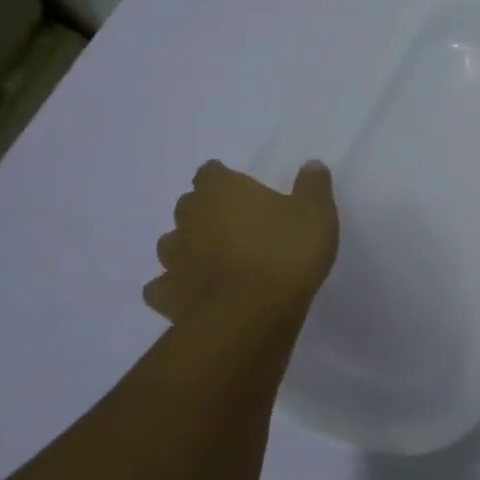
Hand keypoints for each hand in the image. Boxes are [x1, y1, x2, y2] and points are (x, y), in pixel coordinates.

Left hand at [144, 160, 338, 325]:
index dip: (225, 179)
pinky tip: (194, 292)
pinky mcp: (168, 296)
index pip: (211, 172)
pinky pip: (163, 286)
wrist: (252, 314)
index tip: (242, 189)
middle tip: (236, 224)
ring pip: (172, 244)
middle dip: (206, 212)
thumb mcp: (316, 212)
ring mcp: (174, 259)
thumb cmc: (286, 252)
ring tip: (216, 258)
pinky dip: (175, 286)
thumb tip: (311, 165)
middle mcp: (190, 219)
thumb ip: (313, 185)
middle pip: (189, 206)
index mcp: (222, 191)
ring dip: (189, 247)